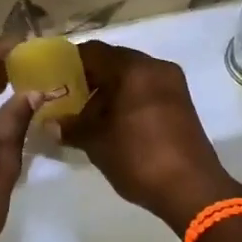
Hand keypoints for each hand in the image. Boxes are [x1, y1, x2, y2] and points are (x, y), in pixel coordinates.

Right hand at [60, 40, 241, 233]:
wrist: (191, 190)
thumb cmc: (139, 157)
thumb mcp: (97, 142)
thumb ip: (71, 127)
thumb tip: (50, 124)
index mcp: (133, 68)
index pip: (93, 51)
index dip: (69, 64)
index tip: (53, 80)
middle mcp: (155, 67)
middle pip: (114, 62)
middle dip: (89, 79)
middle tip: (67, 100)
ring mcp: (173, 84)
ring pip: (131, 77)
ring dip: (109, 91)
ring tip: (88, 117)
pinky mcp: (181, 103)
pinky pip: (147, 90)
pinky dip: (128, 100)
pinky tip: (113, 124)